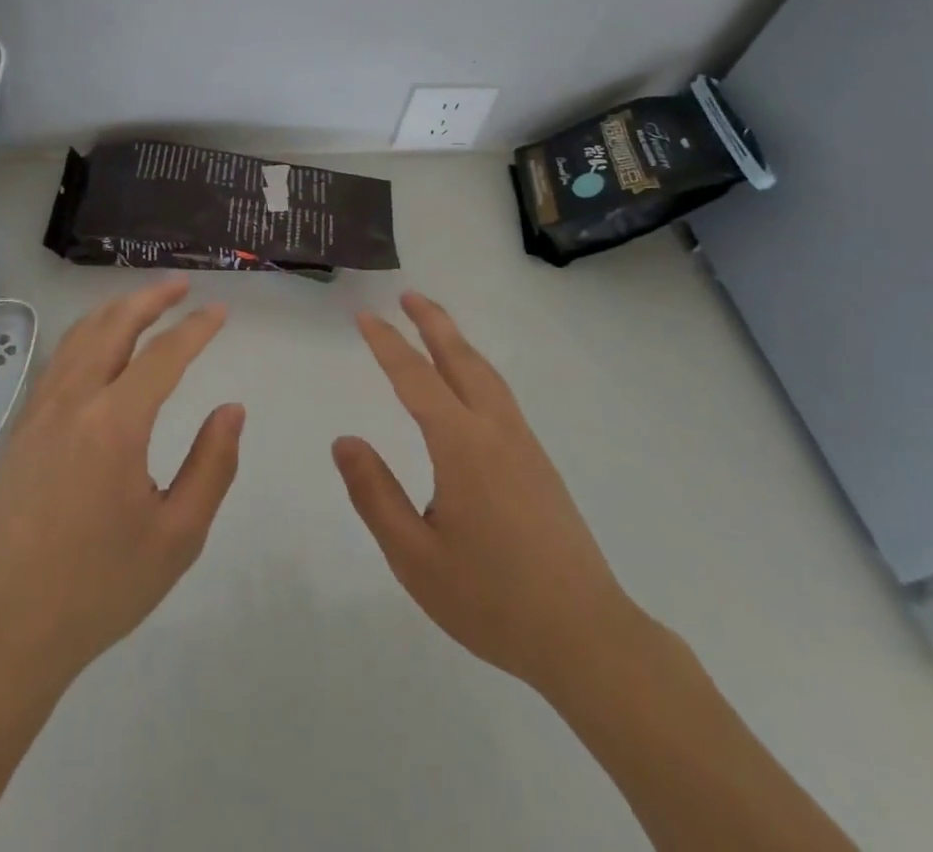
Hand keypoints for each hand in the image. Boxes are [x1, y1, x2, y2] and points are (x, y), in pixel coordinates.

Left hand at [0, 276, 243, 685]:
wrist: (9, 628)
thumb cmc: (101, 586)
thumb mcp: (177, 535)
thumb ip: (211, 465)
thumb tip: (230, 409)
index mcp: (114, 425)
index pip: (163, 356)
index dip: (195, 329)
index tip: (220, 311)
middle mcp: (74, 403)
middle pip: (113, 327)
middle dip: (150, 299)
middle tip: (181, 286)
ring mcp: (40, 412)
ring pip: (79, 337)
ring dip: (115, 311)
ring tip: (144, 302)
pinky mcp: (22, 428)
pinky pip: (59, 361)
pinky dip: (86, 335)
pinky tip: (98, 344)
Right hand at [333, 291, 637, 696]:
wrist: (587, 638)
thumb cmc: (492, 599)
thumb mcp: (415, 556)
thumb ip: (375, 494)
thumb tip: (345, 441)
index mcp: (462, 446)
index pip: (415, 379)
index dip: (388, 344)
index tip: (365, 316)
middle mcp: (496, 432)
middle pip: (461, 360)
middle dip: (433, 323)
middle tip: (408, 295)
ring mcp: (524, 446)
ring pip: (487, 375)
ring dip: (458, 342)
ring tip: (436, 325)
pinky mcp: (540, 465)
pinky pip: (501, 397)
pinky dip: (477, 369)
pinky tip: (471, 385)